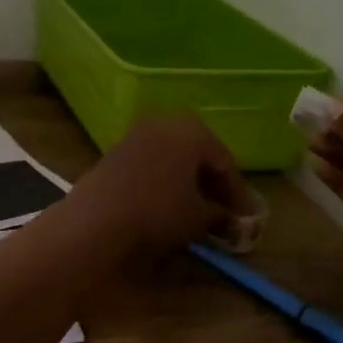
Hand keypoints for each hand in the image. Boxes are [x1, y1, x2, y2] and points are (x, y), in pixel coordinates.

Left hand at [61, 114, 256, 261]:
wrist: (95, 220)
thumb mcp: (198, 218)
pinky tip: (168, 203)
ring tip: (198, 209)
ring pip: (174, 156)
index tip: (246, 218)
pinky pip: (152, 162)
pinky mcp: (116, 150)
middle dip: (212, 182)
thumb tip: (230, 220)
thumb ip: (220, 214)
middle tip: (225, 211)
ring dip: (188, 180)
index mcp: (192, 131)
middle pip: (199, 153)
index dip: (237, 193)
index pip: (224, 162)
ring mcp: (137, 133)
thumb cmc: (157, 212)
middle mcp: (165, 122)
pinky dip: (165, 179)